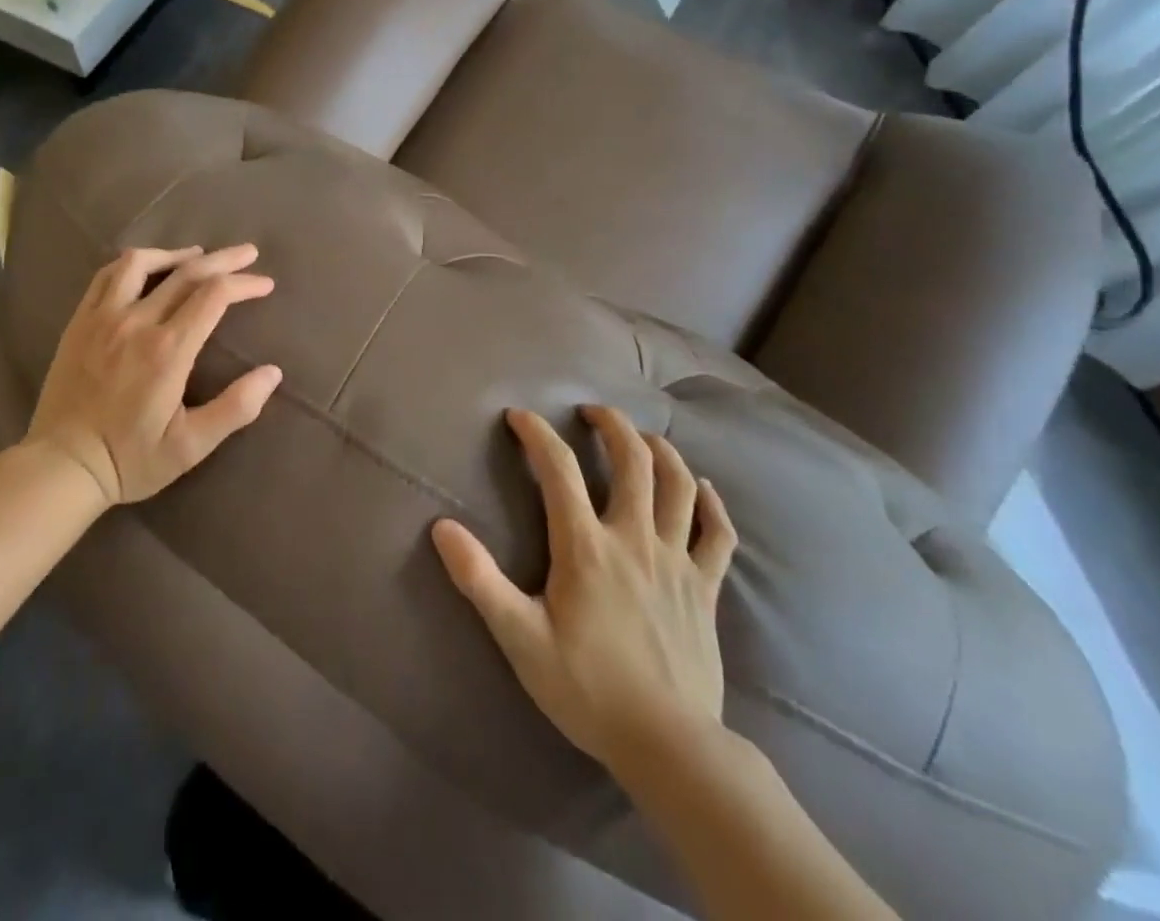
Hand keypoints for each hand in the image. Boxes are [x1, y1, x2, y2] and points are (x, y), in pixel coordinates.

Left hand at [23, 245, 282, 505]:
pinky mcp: (79, 322)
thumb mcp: (191, 446)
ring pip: (141, 263)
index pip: (214, 296)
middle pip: (187, 272)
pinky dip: (133, 264)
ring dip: (175, 253)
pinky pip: (106, 276)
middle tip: (248, 253)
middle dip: (223, 259)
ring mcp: (103, 318)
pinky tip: (146, 269)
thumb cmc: (130, 459)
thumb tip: (273, 373)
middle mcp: (136, 323)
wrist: (62, 466)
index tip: (264, 284)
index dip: (244, 283)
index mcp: (168, 351)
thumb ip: (235, 408)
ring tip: (196, 255)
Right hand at [432, 406, 737, 773]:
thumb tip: (442, 527)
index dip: (537, 434)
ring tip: (643, 436)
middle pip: (632, 461)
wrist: (669, 747)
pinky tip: (704, 488)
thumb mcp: (520, 638)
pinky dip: (712, 504)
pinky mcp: (705, 589)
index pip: (558, 469)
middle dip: (611, 425)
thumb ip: (480, 580)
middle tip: (592, 411)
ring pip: (678, 486)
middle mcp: (634, 540)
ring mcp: (676, 561)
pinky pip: (718, 535)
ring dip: (661, 451)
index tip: (519, 417)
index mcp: (586, 547)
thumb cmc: (587, 689)